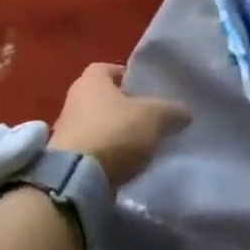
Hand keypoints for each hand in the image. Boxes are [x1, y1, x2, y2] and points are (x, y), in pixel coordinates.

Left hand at [51, 62, 191, 186]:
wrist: (75, 180)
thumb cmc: (114, 133)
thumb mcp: (154, 117)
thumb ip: (171, 111)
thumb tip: (184, 112)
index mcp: (91, 80)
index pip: (109, 68)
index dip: (127, 76)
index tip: (145, 89)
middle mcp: (73, 100)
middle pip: (103, 97)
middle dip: (124, 106)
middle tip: (148, 116)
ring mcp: (65, 131)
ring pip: (97, 124)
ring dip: (115, 132)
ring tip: (140, 144)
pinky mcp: (64, 159)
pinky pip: (92, 148)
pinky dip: (106, 153)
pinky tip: (124, 163)